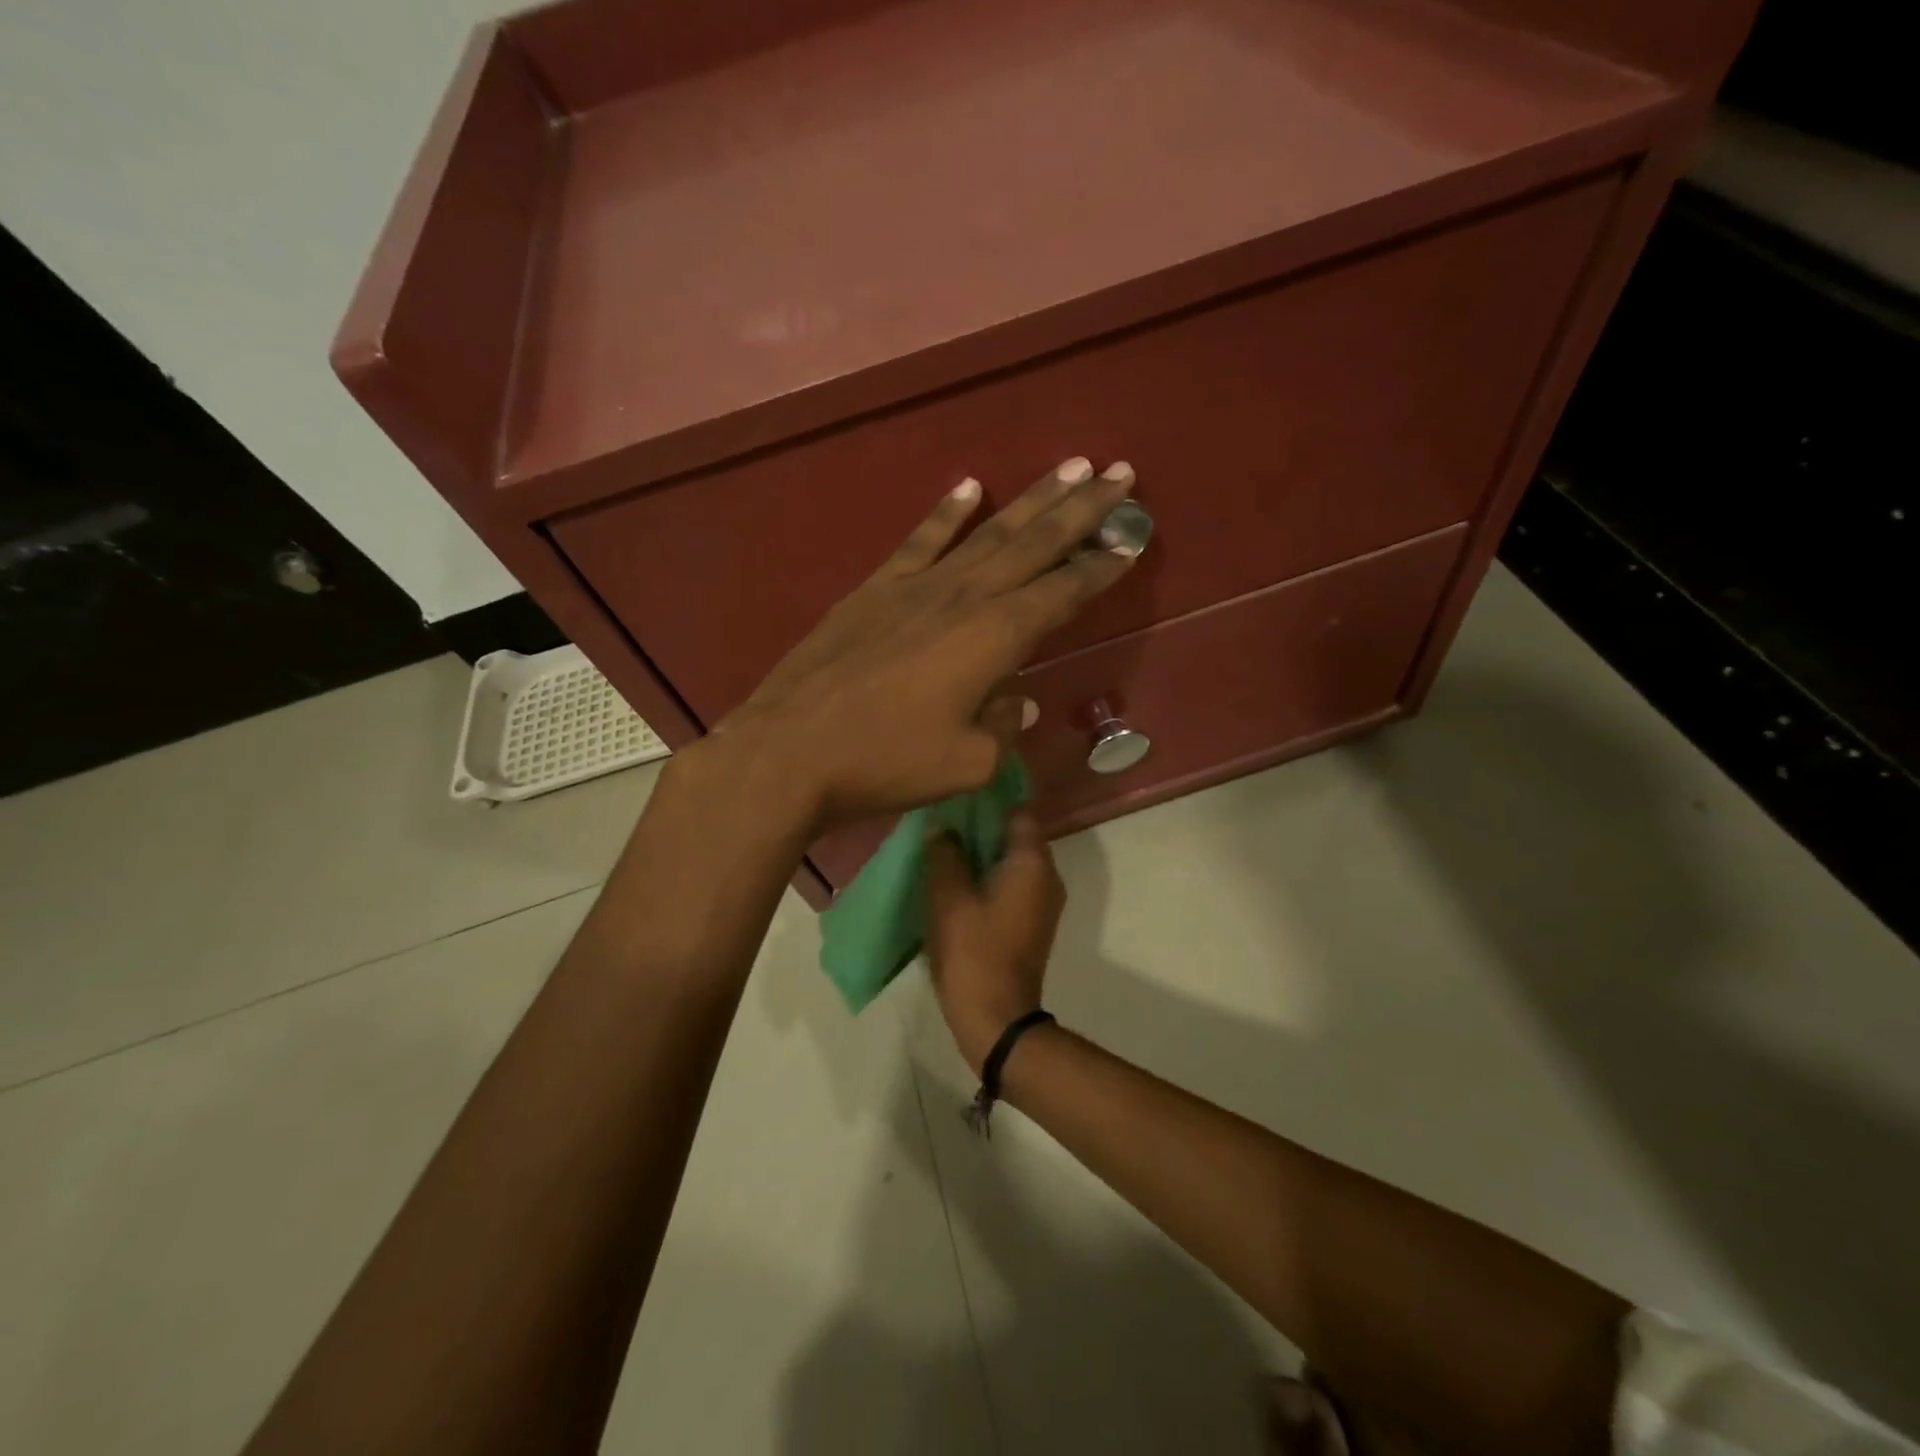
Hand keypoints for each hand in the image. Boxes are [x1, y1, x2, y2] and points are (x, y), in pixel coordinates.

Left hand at [712, 457, 1138, 832]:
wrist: (790, 750)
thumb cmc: (886, 763)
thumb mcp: (966, 763)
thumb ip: (1003, 727)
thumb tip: (1018, 701)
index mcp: (993, 638)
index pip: (1061, 593)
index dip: (1099, 567)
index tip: (1131, 538)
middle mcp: (962, 598)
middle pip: (1033, 544)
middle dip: (1081, 509)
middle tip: (1119, 473)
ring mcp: (915, 587)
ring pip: (987, 532)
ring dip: (1031, 500)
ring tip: (1068, 466)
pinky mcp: (874, 590)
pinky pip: (921, 540)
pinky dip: (947, 512)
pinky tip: (969, 486)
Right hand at [924, 811, 1064, 1073]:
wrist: (996, 1018)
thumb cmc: (973, 952)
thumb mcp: (948, 898)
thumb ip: (945, 854)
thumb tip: (943, 827)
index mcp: (1032, 863)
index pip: (1017, 811)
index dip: (988, 801)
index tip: (957, 797)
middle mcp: (1048, 876)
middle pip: (1015, 836)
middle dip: (980, 827)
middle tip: (942, 823)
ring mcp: (1043, 902)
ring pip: (1012, 862)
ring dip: (982, 855)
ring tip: (944, 850)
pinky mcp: (1033, 923)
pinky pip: (1012, 885)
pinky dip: (988, 878)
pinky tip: (957, 883)